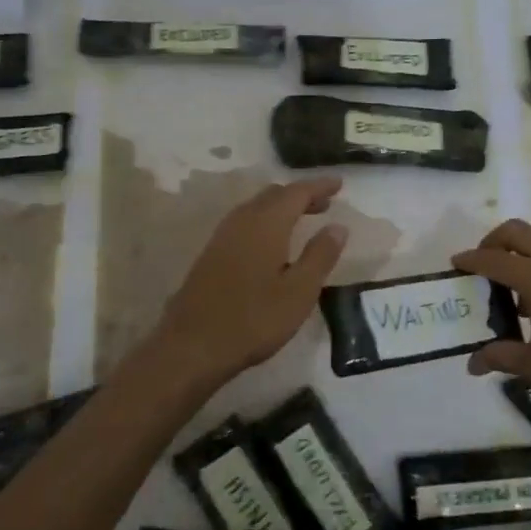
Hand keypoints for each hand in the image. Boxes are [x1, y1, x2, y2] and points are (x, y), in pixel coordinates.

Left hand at [151, 177, 348, 390]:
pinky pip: (244, 222)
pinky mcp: (211, 253)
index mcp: (267, 224)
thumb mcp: (299, 291)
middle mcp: (242, 221)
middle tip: (324, 205)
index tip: (339, 184)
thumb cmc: (253, 319)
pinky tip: (271, 243)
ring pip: (256, 207)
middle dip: (300, 195)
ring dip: (281, 207)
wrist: (191, 345)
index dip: (319, 187)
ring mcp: (222, 236)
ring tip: (302, 220)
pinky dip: (265, 220)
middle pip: (274, 195)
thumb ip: (320, 256)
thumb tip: (338, 226)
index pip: (297, 192)